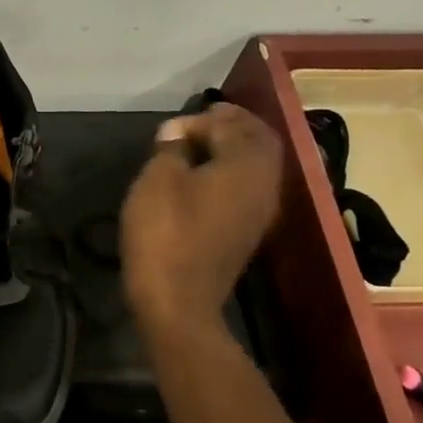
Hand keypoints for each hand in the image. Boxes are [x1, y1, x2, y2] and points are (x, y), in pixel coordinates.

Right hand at [121, 102, 283, 335]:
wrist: (178, 302)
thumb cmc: (165, 234)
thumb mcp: (157, 182)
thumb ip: (171, 149)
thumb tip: (178, 133)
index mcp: (247, 165)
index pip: (231, 126)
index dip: (200, 120)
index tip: (168, 129)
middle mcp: (264, 184)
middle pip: (259, 142)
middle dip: (233, 127)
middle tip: (202, 121)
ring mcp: (260, 213)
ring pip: (256, 167)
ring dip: (234, 151)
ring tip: (202, 146)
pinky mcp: (247, 234)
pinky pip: (247, 190)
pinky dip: (230, 175)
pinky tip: (204, 179)